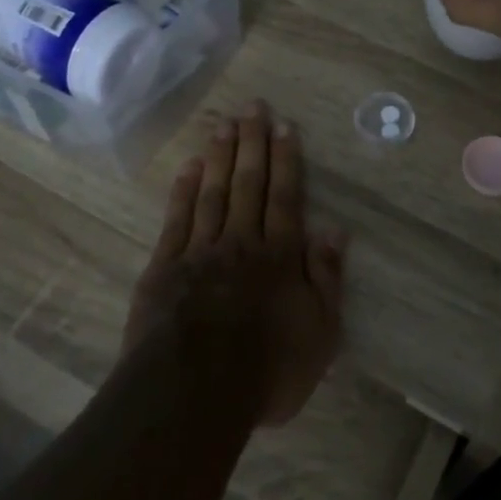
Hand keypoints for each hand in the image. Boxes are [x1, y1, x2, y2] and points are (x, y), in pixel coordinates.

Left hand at [124, 101, 345, 425]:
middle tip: (253, 106)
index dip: (287, 160)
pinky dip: (184, 190)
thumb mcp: (320, 334)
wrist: (193, 394)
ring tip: (224, 123)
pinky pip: (177, 218)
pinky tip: (189, 167)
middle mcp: (242, 242)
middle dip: (253, 143)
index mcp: (280, 256)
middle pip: (249, 183)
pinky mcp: (165, 267)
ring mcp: (200, 251)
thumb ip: (327, 278)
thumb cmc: (267, 370)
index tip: (284, 126)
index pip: (286, 197)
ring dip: (219, 155)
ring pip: (213, 192)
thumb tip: (335, 230)